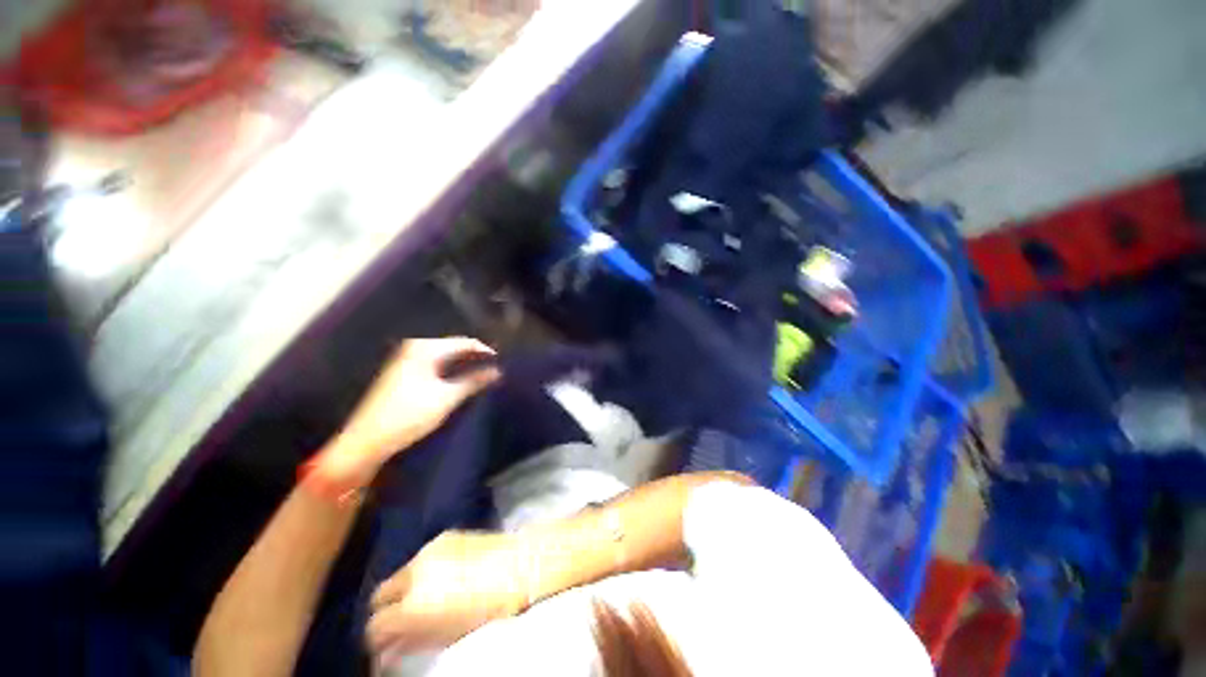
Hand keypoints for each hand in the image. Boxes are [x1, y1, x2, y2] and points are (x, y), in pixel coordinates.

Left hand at [313, 337, 499, 489]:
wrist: (366, 440)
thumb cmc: (408, 415)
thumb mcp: (447, 397)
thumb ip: (474, 381)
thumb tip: (497, 371)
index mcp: (425, 348)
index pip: (464, 342)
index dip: (485, 351)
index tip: (503, 362)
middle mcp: (415, 347)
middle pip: (454, 347)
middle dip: (475, 357)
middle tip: (496, 368)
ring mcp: (407, 359)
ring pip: (445, 356)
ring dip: (464, 364)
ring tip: (484, 374)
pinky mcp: (404, 372)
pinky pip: (435, 363)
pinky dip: (451, 369)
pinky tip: (462, 379)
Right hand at [366, 531, 528, 654]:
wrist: (519, 563)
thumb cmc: (489, 607)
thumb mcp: (448, 634)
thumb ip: (412, 642)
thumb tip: (388, 653)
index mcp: (414, 604)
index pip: (375, 626)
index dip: (377, 640)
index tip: (385, 646)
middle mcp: (414, 573)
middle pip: (379, 595)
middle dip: (385, 610)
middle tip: (399, 622)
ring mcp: (428, 549)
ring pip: (400, 574)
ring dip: (404, 589)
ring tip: (425, 598)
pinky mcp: (443, 536)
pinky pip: (421, 557)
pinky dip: (422, 570)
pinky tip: (442, 576)